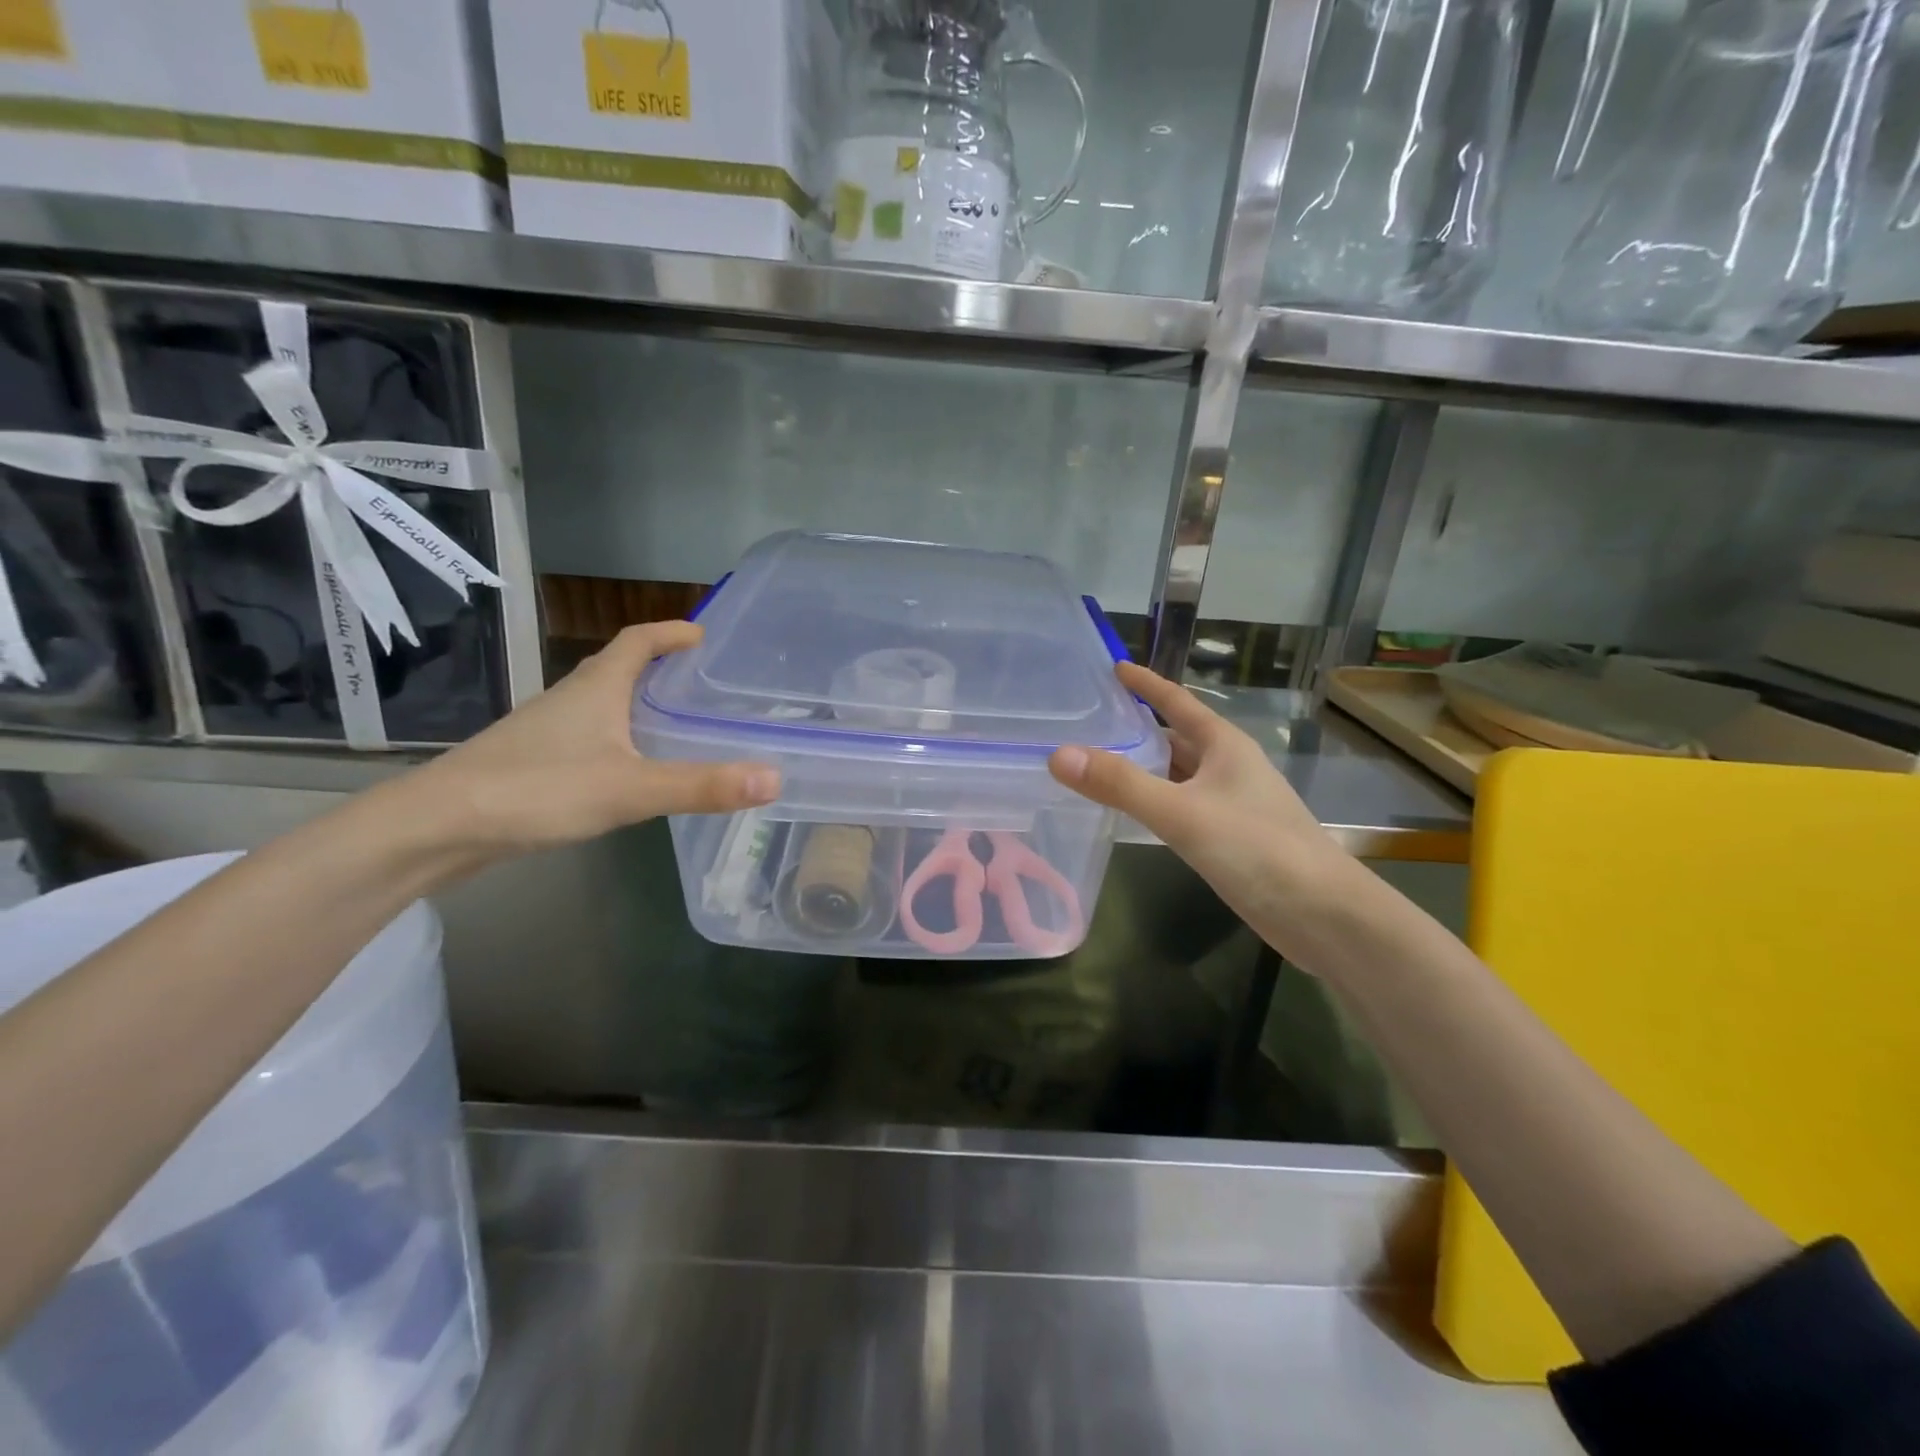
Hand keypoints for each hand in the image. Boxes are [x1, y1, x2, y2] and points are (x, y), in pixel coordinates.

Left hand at [394, 621, 778, 862]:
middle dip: (657, 664)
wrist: (437, 827)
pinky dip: (616, 736)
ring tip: (673, 720)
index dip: (670, 632)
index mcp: (596, 688)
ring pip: (600, 702)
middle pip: (618, 666)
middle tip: (698, 679)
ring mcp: (546, 730)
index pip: (637, 641)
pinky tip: (628, 766)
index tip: (701, 634)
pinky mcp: (533, 761)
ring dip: (635, 701)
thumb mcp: (631, 789)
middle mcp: (571, 698)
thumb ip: (702, 785)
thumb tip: (774, 778)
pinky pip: (587, 734)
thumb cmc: (537, 791)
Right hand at [1049, 663, 1354, 963]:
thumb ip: (1121, 784)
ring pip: (1177, 774)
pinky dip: (1154, 801)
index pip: (1177, 701)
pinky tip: (1130, 811)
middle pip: (1175, 737)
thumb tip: (1059, 755)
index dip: (1146, 684)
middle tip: (1087, 721)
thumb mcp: (1181, 813)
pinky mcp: (1229, 837)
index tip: (1114, 667)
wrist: (1322, 914)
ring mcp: (1231, 803)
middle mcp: (1228, 766)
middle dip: (1136, 728)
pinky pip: (1181, 805)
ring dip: (1143, 767)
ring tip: (1095, 761)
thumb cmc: (1256, 849)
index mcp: (1224, 745)